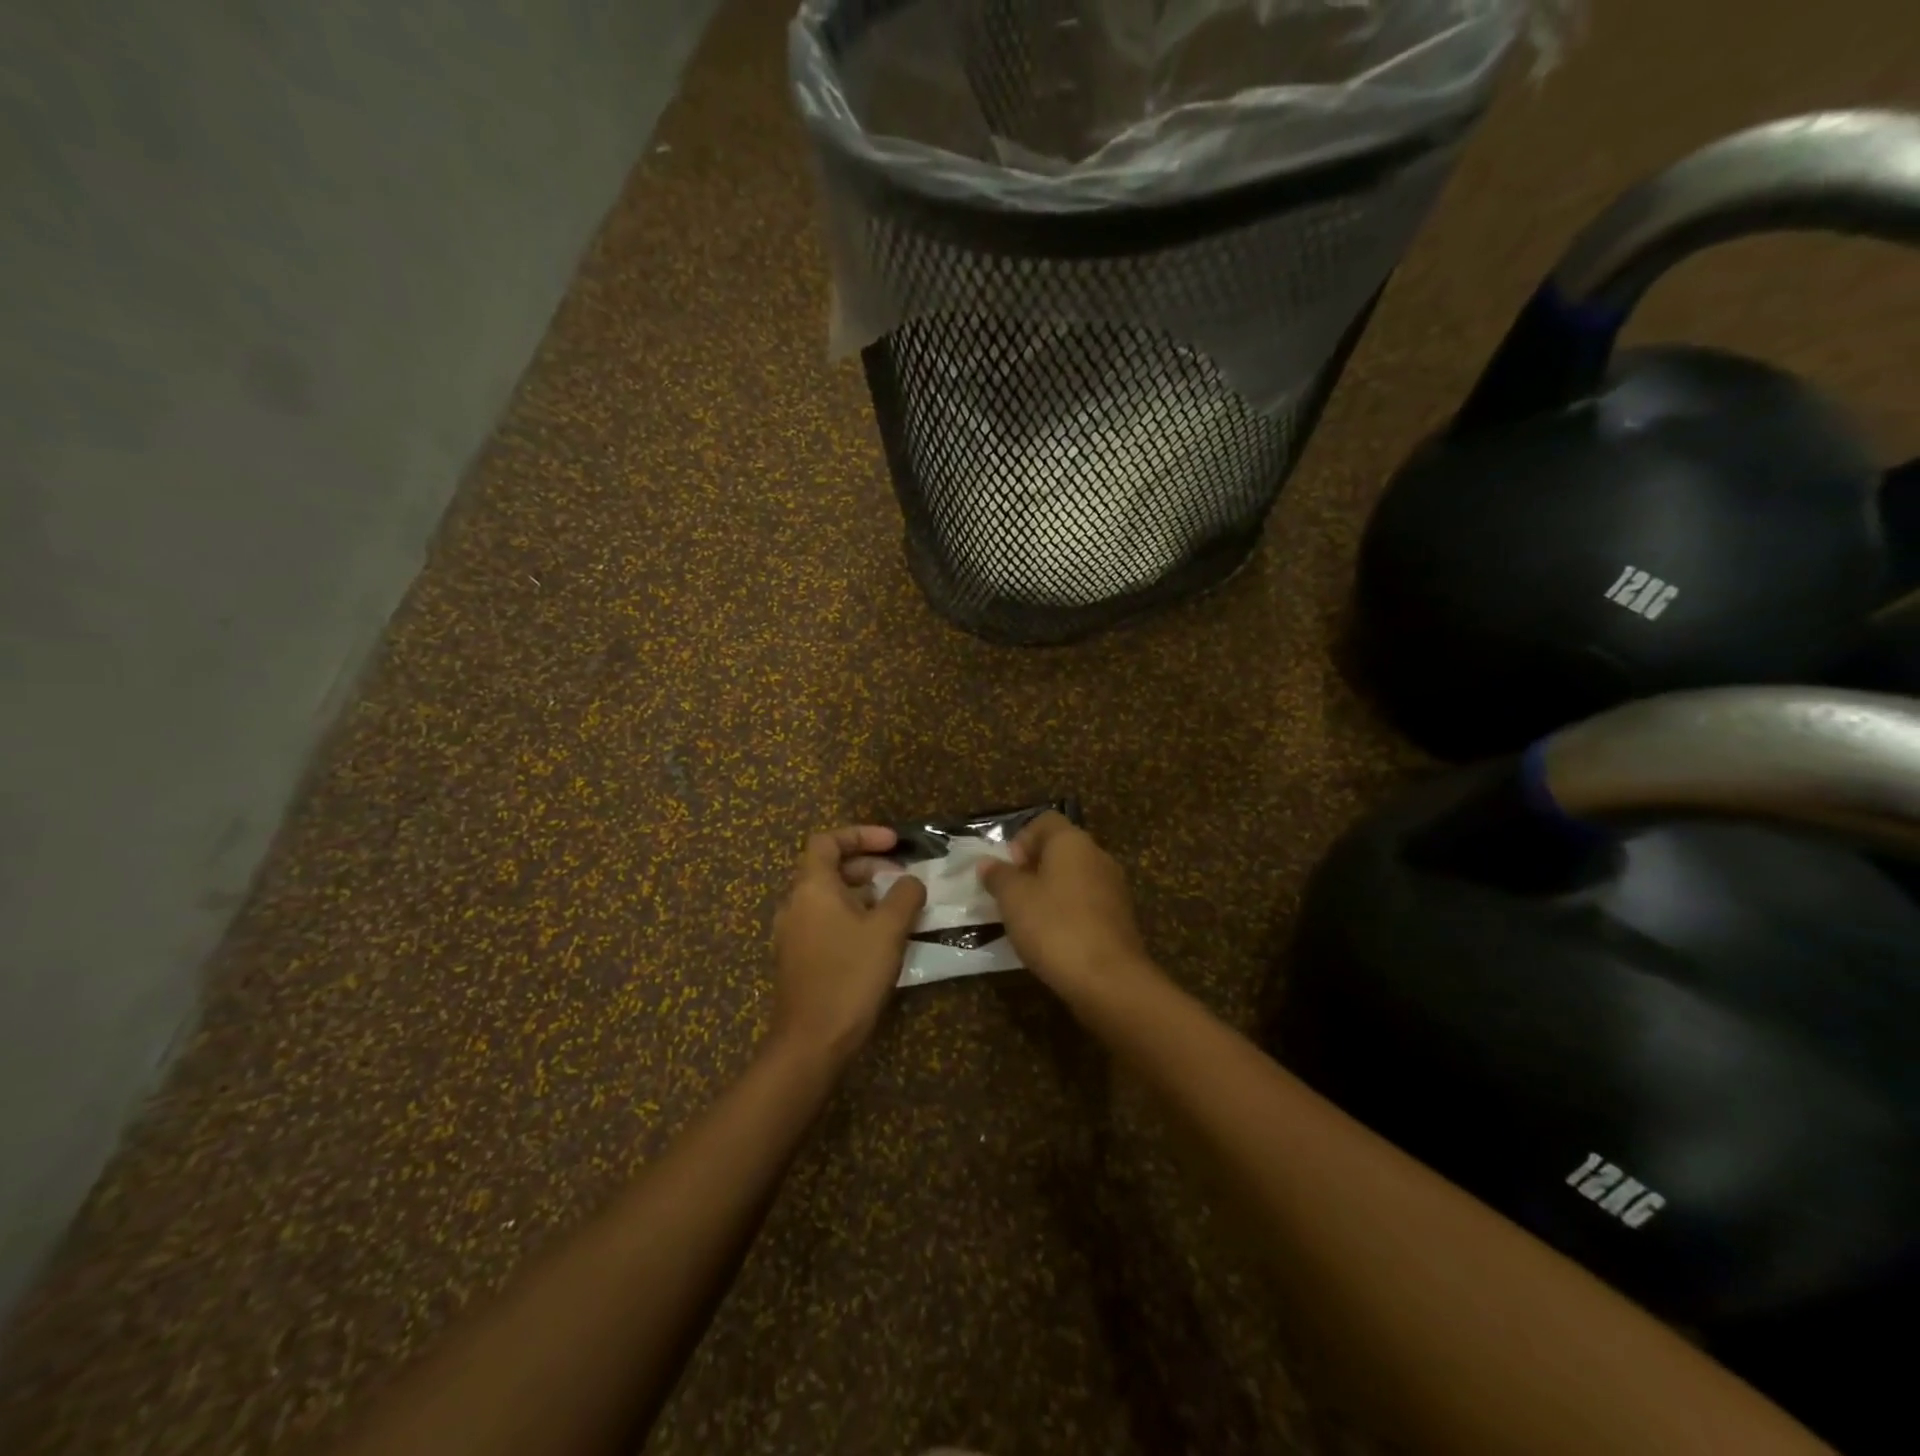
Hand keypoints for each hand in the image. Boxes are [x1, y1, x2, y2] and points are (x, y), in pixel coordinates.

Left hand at [767, 826, 926, 1066]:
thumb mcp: (888, 929)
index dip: (862, 835)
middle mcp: (795, 903)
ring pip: (828, 896)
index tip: (894, 844)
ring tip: (896, 906)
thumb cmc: (850, 974)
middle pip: (828, 867)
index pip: (828, 840)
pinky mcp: (798, 957)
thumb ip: (904, 895)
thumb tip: (910, 881)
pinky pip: (825, 920)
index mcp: (811, 887)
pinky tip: (878, 936)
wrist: (812, 1040)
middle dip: (867, 865)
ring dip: (862, 892)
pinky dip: (851, 915)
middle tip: (902, 876)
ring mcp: (793, 932)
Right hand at [979, 813, 1158, 1011]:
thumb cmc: (1054, 927)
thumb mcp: (1013, 899)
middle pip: (1060, 849)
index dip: (1021, 840)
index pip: (1045, 821)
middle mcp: (1098, 856)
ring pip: (1074, 878)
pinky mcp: (1121, 918)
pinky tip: (1053, 939)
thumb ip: (998, 876)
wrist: (1109, 979)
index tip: (1007, 869)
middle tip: (1011, 896)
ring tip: (1027, 921)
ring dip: (1050, 892)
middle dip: (1032, 868)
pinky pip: (1087, 904)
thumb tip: (987, 863)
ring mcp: (1114, 888)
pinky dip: (1068, 913)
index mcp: (1073, 842)